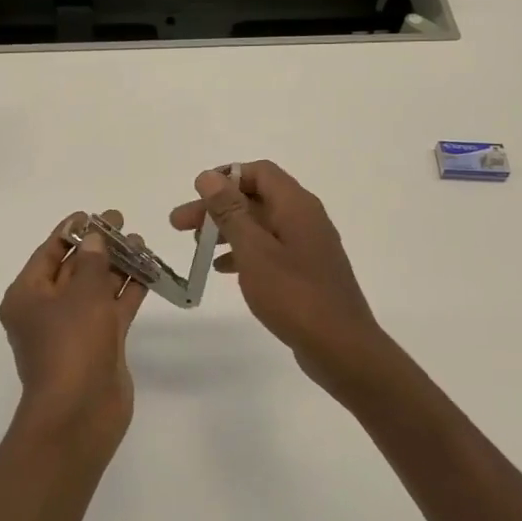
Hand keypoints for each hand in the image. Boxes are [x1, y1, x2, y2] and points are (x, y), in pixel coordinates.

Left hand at [0, 211, 145, 451]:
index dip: (71, 231)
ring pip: (96, 288)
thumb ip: (93, 262)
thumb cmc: (71, 346)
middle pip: (74, 268)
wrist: (81, 414)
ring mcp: (74, 329)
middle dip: (98, 246)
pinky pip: (112, 309)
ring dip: (116, 266)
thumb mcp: (82, 295)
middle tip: (122, 223)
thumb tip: (95, 238)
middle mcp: (47, 310)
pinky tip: (147, 272)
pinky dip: (127, 291)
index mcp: (27, 296)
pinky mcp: (98, 344)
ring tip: (140, 243)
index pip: (49, 252)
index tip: (94, 215)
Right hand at [170, 161, 404, 400]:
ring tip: (197, 247)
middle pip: (255, 198)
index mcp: (296, 205)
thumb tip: (209, 176)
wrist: (342, 348)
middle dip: (216, 208)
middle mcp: (305, 217)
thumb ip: (230, 211)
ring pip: (260, 225)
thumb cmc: (294, 295)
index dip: (225, 177)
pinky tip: (222, 269)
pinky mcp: (306, 271)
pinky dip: (244, 252)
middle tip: (179, 224)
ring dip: (227, 230)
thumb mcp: (254, 250)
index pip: (259, 172)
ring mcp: (307, 245)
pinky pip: (269, 248)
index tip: (196, 195)